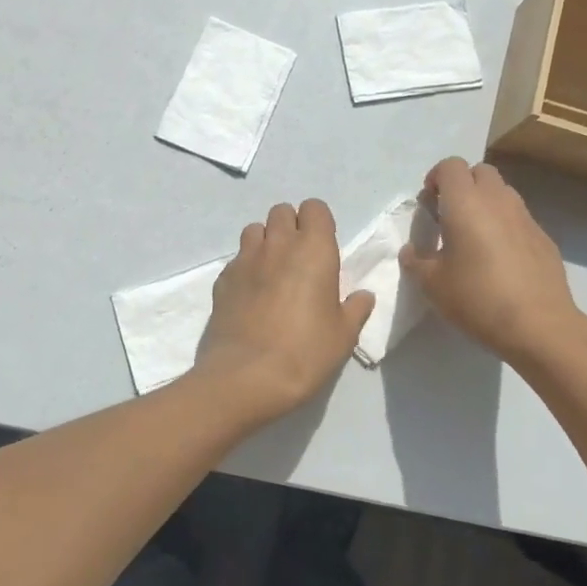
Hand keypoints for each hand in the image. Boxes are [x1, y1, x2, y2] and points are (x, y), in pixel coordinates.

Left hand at [190, 199, 374, 423]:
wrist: (246, 377)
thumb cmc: (305, 352)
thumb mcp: (343, 336)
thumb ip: (355, 309)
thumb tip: (363, 296)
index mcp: (314, 249)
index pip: (315, 208)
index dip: (319, 223)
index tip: (323, 248)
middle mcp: (278, 244)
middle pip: (282, 211)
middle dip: (291, 226)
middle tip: (299, 259)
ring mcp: (245, 259)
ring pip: (254, 229)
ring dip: (265, 241)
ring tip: (272, 271)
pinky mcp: (222, 279)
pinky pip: (236, 259)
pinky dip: (245, 267)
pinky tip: (250, 294)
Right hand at [399, 158, 586, 365]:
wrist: (539, 325)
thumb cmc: (478, 298)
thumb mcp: (432, 284)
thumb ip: (416, 261)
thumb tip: (411, 251)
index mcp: (466, 203)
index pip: (451, 166)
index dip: (436, 178)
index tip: (429, 203)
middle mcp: (498, 200)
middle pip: (480, 172)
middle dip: (463, 185)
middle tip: (451, 216)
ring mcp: (525, 217)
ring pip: (503, 193)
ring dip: (486, 203)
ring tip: (476, 237)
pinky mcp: (544, 238)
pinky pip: (519, 219)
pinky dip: (506, 226)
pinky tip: (502, 259)